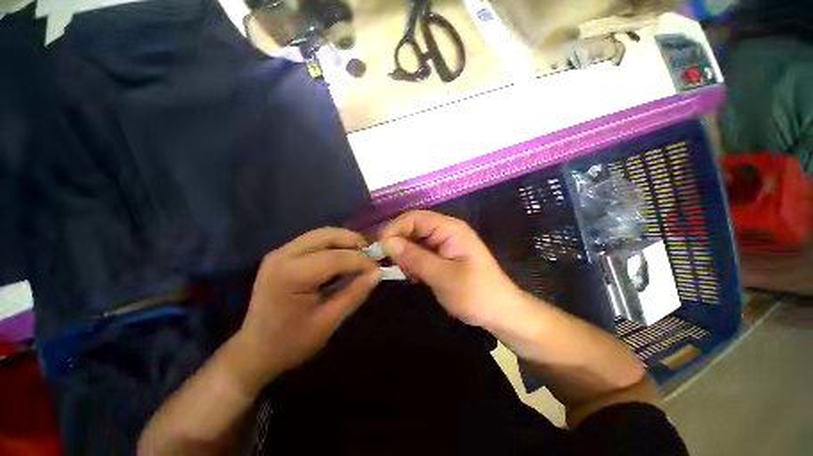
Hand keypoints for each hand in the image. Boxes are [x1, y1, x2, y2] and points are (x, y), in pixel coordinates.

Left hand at [235, 228, 380, 388]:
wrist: (254, 351)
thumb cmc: (291, 343)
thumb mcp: (328, 322)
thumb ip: (354, 294)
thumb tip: (377, 273)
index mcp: (291, 276)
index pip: (335, 257)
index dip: (361, 261)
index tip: (378, 268)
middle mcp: (282, 256)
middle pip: (327, 235)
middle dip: (354, 242)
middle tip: (371, 256)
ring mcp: (279, 252)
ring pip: (321, 234)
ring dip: (344, 241)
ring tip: (361, 255)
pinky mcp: (281, 254)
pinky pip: (314, 240)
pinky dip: (333, 244)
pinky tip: (343, 256)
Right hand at [379, 210, 525, 328]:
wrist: (500, 312)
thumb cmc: (475, 293)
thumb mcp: (442, 276)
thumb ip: (414, 257)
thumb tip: (386, 242)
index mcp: (450, 229)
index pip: (414, 218)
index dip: (394, 229)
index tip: (380, 248)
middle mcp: (446, 231)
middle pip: (413, 227)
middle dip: (398, 242)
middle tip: (390, 264)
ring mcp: (445, 243)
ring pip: (415, 240)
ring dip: (405, 254)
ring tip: (405, 272)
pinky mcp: (443, 255)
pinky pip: (421, 252)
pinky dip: (413, 261)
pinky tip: (413, 275)